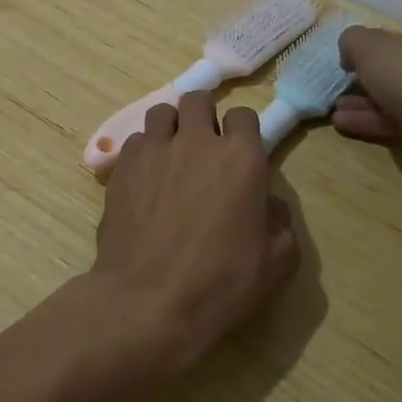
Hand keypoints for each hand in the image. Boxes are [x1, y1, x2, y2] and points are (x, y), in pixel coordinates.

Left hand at [89, 92, 298, 379]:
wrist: (149, 302)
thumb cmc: (221, 283)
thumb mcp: (277, 260)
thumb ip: (280, 219)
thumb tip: (267, 202)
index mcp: (240, 156)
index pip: (244, 115)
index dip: (243, 132)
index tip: (241, 153)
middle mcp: (196, 141)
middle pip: (198, 100)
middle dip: (204, 115)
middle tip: (205, 146)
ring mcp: (154, 150)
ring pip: (161, 112)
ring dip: (170, 127)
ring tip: (171, 156)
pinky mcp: (121, 167)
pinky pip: (135, 141)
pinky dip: (143, 152)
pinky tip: (145, 180)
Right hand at [333, 14, 401, 149]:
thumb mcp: (369, 46)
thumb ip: (353, 41)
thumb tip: (352, 51)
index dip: (380, 46)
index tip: (355, 62)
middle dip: (369, 81)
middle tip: (343, 90)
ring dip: (368, 105)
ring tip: (337, 112)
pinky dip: (379, 122)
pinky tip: (348, 126)